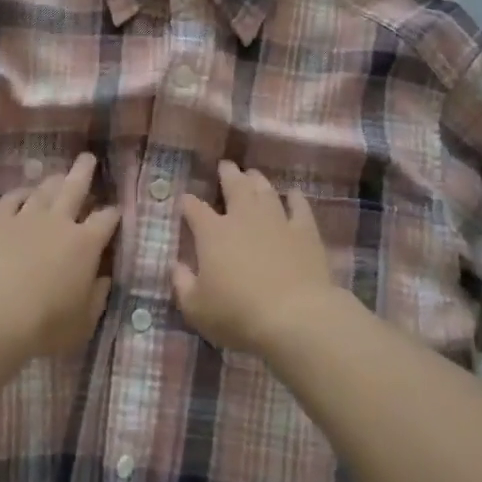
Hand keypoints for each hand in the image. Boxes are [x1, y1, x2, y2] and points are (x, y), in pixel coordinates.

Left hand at [0, 152, 119, 357]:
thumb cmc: (43, 326)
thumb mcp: (82, 323)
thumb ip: (97, 298)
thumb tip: (103, 279)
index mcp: (86, 244)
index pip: (107, 219)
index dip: (113, 213)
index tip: (115, 211)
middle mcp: (58, 222)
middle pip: (75, 187)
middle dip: (84, 172)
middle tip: (88, 158)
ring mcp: (25, 217)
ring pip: (44, 189)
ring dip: (54, 180)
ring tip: (58, 174)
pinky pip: (12, 198)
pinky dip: (21, 193)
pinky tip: (23, 194)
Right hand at [174, 160, 338, 353]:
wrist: (295, 317)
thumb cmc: (238, 314)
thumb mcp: (196, 308)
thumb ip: (182, 284)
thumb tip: (176, 266)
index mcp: (212, 233)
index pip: (194, 209)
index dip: (187, 202)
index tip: (184, 200)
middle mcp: (243, 218)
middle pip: (234, 186)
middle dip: (227, 174)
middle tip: (225, 165)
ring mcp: (277, 221)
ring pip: (265, 190)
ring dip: (257, 180)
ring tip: (253, 174)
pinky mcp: (305, 232)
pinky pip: (300, 207)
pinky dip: (295, 198)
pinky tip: (293, 194)